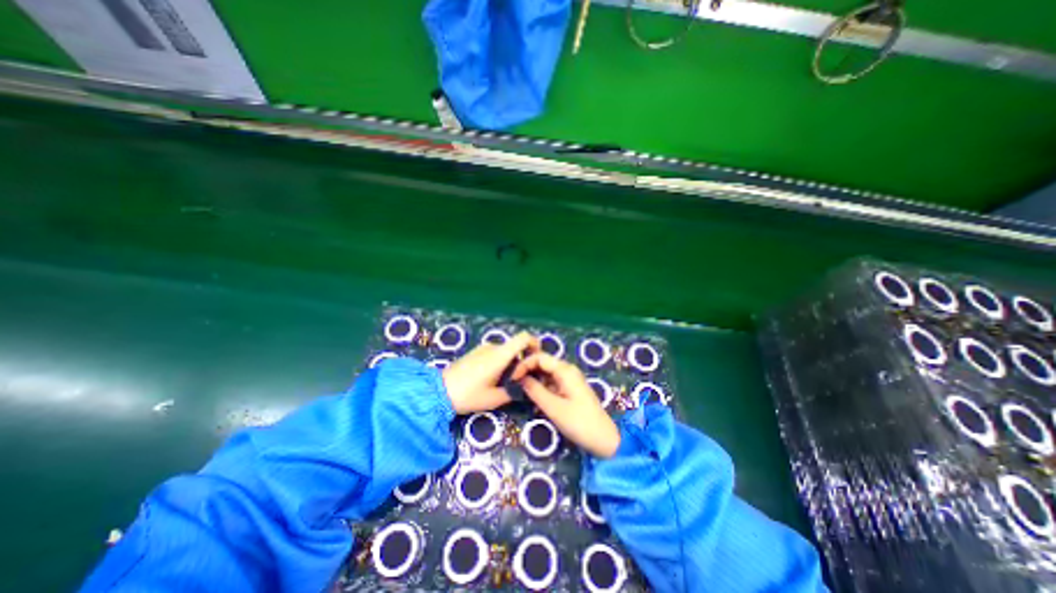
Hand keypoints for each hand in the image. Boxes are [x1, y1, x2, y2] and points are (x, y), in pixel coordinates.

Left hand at [442, 332, 538, 414]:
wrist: (438, 391)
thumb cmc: (468, 395)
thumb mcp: (494, 399)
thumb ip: (513, 392)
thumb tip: (523, 388)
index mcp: (500, 355)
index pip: (523, 337)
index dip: (534, 343)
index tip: (536, 357)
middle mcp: (493, 347)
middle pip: (515, 347)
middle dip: (521, 360)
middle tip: (521, 378)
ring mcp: (482, 348)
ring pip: (504, 352)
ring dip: (509, 363)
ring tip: (505, 382)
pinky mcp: (475, 353)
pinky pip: (494, 354)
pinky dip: (499, 362)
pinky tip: (492, 379)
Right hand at [512, 352, 620, 457]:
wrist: (604, 439)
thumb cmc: (579, 422)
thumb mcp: (553, 407)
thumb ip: (535, 390)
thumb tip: (519, 378)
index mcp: (565, 370)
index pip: (539, 357)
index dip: (524, 364)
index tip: (512, 377)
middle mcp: (567, 370)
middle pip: (543, 363)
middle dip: (527, 370)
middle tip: (513, 383)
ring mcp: (569, 379)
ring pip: (546, 373)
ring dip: (533, 379)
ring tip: (519, 389)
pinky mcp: (569, 389)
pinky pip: (551, 382)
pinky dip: (541, 387)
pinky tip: (532, 396)